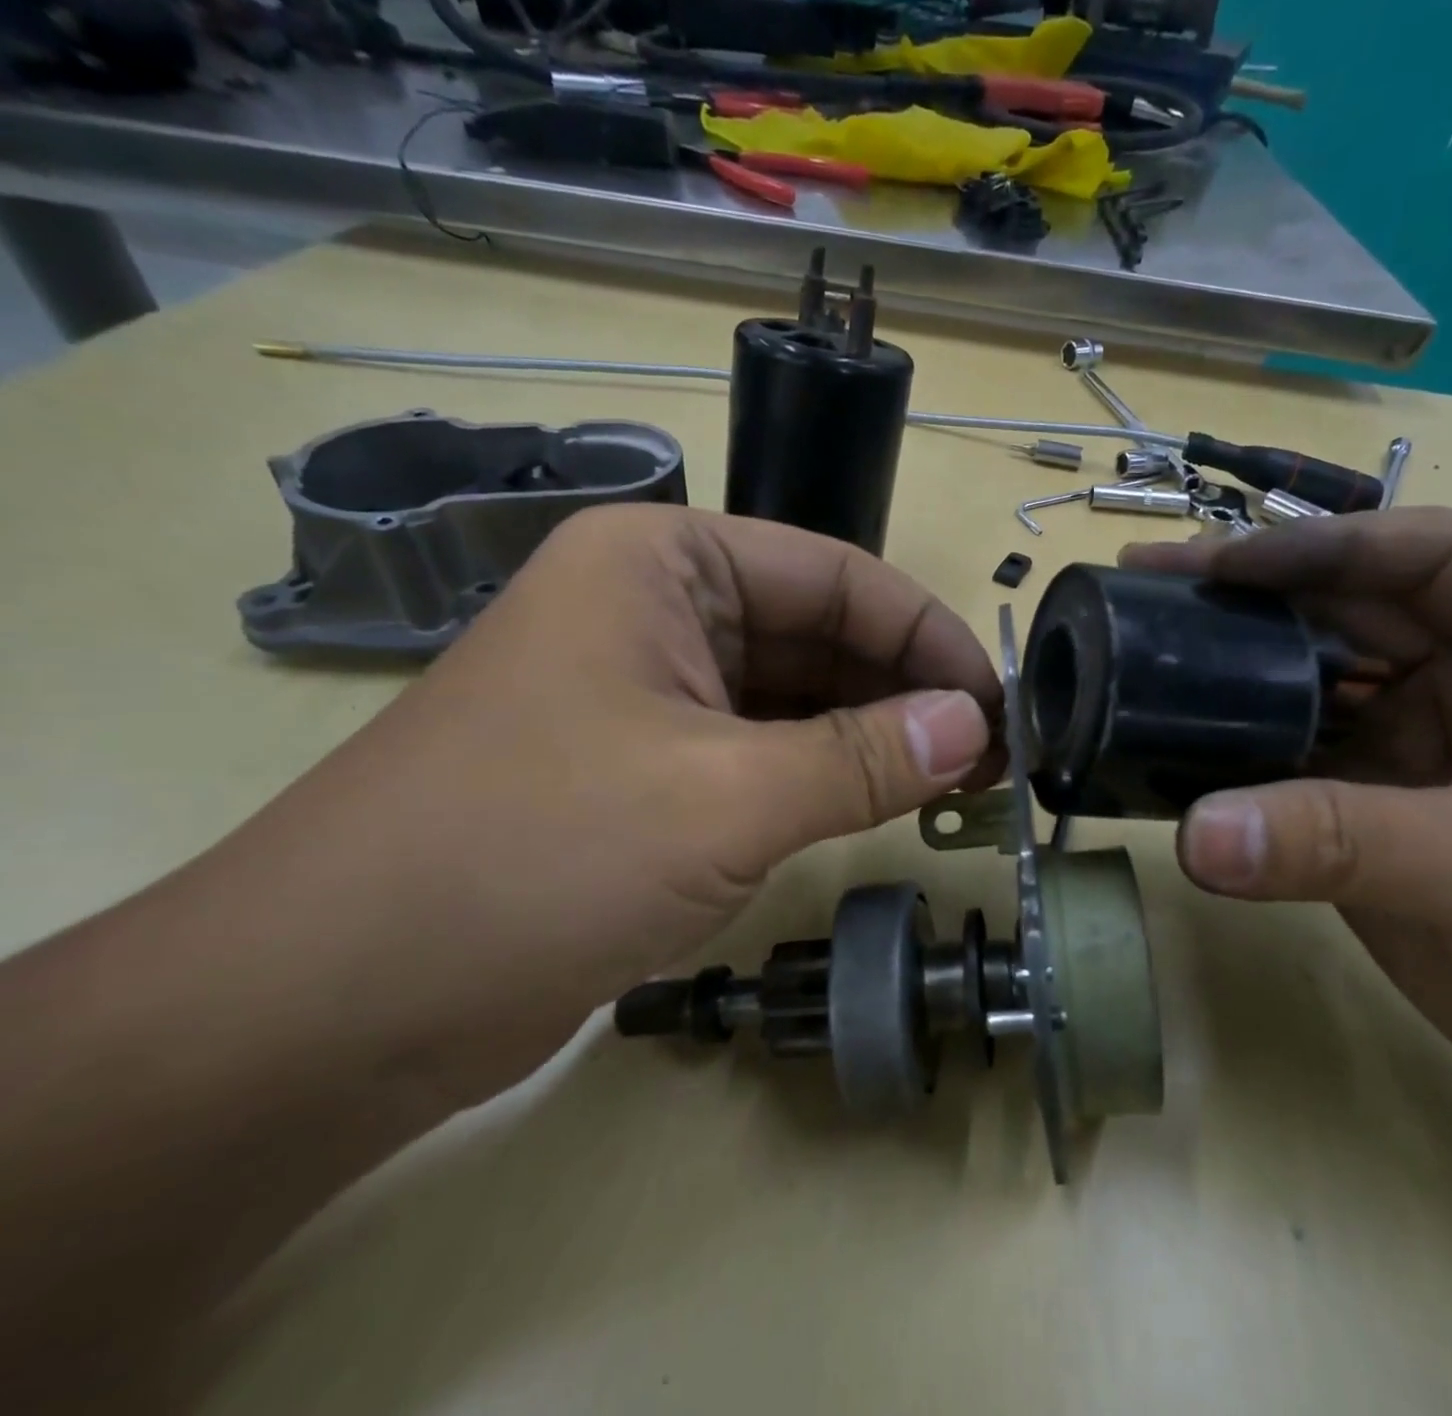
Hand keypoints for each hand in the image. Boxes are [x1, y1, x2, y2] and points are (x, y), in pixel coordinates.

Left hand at [221, 505, 1001, 1100]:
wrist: (334, 1006)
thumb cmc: (534, 855)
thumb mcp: (725, 797)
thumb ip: (863, 756)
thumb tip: (976, 727)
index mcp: (664, 564)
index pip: (836, 577)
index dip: (926, 637)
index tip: (998, 701)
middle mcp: (656, 611)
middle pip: (818, 635)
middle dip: (906, 692)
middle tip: (993, 754)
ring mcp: (648, 694)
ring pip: (793, 699)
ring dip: (872, 739)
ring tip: (958, 783)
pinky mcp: (643, 770)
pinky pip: (760, 753)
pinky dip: (822, 777)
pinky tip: (880, 806)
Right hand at [1122, 508, 1451, 1107]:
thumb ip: (1344, 842)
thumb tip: (1197, 834)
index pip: (1420, 555)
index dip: (1321, 546)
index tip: (1223, 566)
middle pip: (1335, 606)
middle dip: (1243, 591)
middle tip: (1144, 580)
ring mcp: (1396, 739)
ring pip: (1294, 675)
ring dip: (1221, 662)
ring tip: (1136, 645)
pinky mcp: (1351, 801)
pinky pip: (1273, 752)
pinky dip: (1221, 744)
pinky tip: (1163, 733)